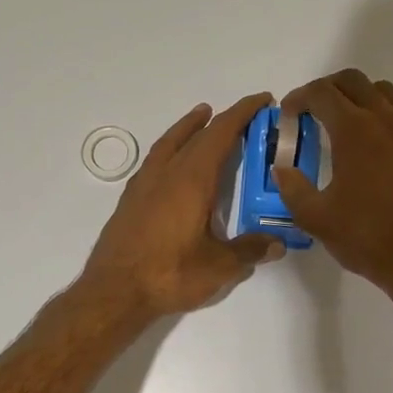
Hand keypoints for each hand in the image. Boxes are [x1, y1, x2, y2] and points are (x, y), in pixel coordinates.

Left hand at [79, 93, 284, 318]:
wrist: (114, 292)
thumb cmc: (170, 274)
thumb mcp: (219, 266)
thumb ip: (249, 250)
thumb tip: (278, 243)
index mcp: (192, 180)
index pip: (221, 134)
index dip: (242, 114)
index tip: (261, 100)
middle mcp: (167, 174)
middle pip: (196, 135)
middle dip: (221, 120)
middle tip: (241, 115)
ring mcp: (144, 185)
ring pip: (169, 144)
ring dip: (188, 128)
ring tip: (202, 119)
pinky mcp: (130, 201)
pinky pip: (155, 161)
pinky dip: (170, 149)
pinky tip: (173, 163)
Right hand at [273, 70, 392, 308]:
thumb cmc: (368, 239)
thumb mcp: (316, 219)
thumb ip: (292, 188)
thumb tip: (281, 169)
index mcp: (353, 131)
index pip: (320, 94)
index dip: (298, 98)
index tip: (289, 114)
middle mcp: (387, 120)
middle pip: (354, 82)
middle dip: (328, 90)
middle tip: (314, 112)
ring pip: (387, 94)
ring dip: (363, 100)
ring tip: (352, 126)